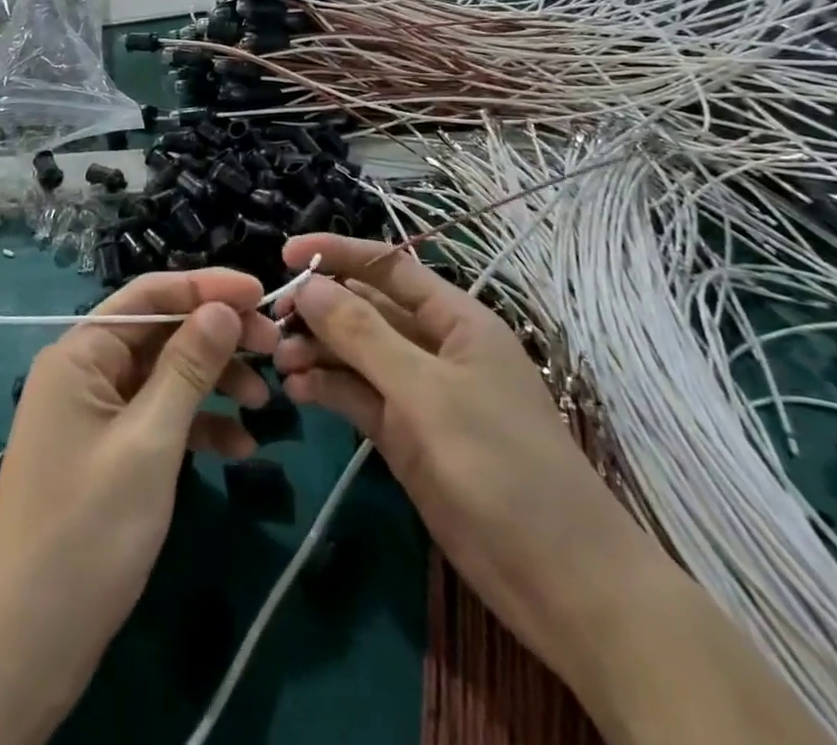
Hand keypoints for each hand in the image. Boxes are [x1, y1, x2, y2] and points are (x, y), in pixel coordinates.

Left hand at [0, 270, 277, 699]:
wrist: (25, 645)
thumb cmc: (87, 531)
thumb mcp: (149, 442)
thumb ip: (188, 367)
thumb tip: (223, 307)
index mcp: (81, 352)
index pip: (150, 294)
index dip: (207, 286)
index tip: (262, 292)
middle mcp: (85, 370)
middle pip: (160, 332)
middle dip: (217, 338)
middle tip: (275, 349)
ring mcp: (95, 413)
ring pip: (164, 376)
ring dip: (214, 383)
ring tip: (265, 403)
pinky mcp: (107, 452)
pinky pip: (158, 419)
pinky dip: (197, 426)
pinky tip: (239, 448)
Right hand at [273, 234, 657, 681]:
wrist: (562, 584)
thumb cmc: (502, 465)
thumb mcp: (428, 393)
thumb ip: (364, 335)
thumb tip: (309, 285)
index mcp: (456, 319)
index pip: (390, 267)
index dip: (339, 254)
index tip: (287, 254)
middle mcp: (435, 347)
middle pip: (367, 309)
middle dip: (321, 308)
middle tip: (274, 321)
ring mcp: (419, 394)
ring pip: (357, 354)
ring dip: (318, 351)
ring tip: (280, 362)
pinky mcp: (405, 437)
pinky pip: (358, 397)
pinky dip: (327, 389)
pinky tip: (297, 391)